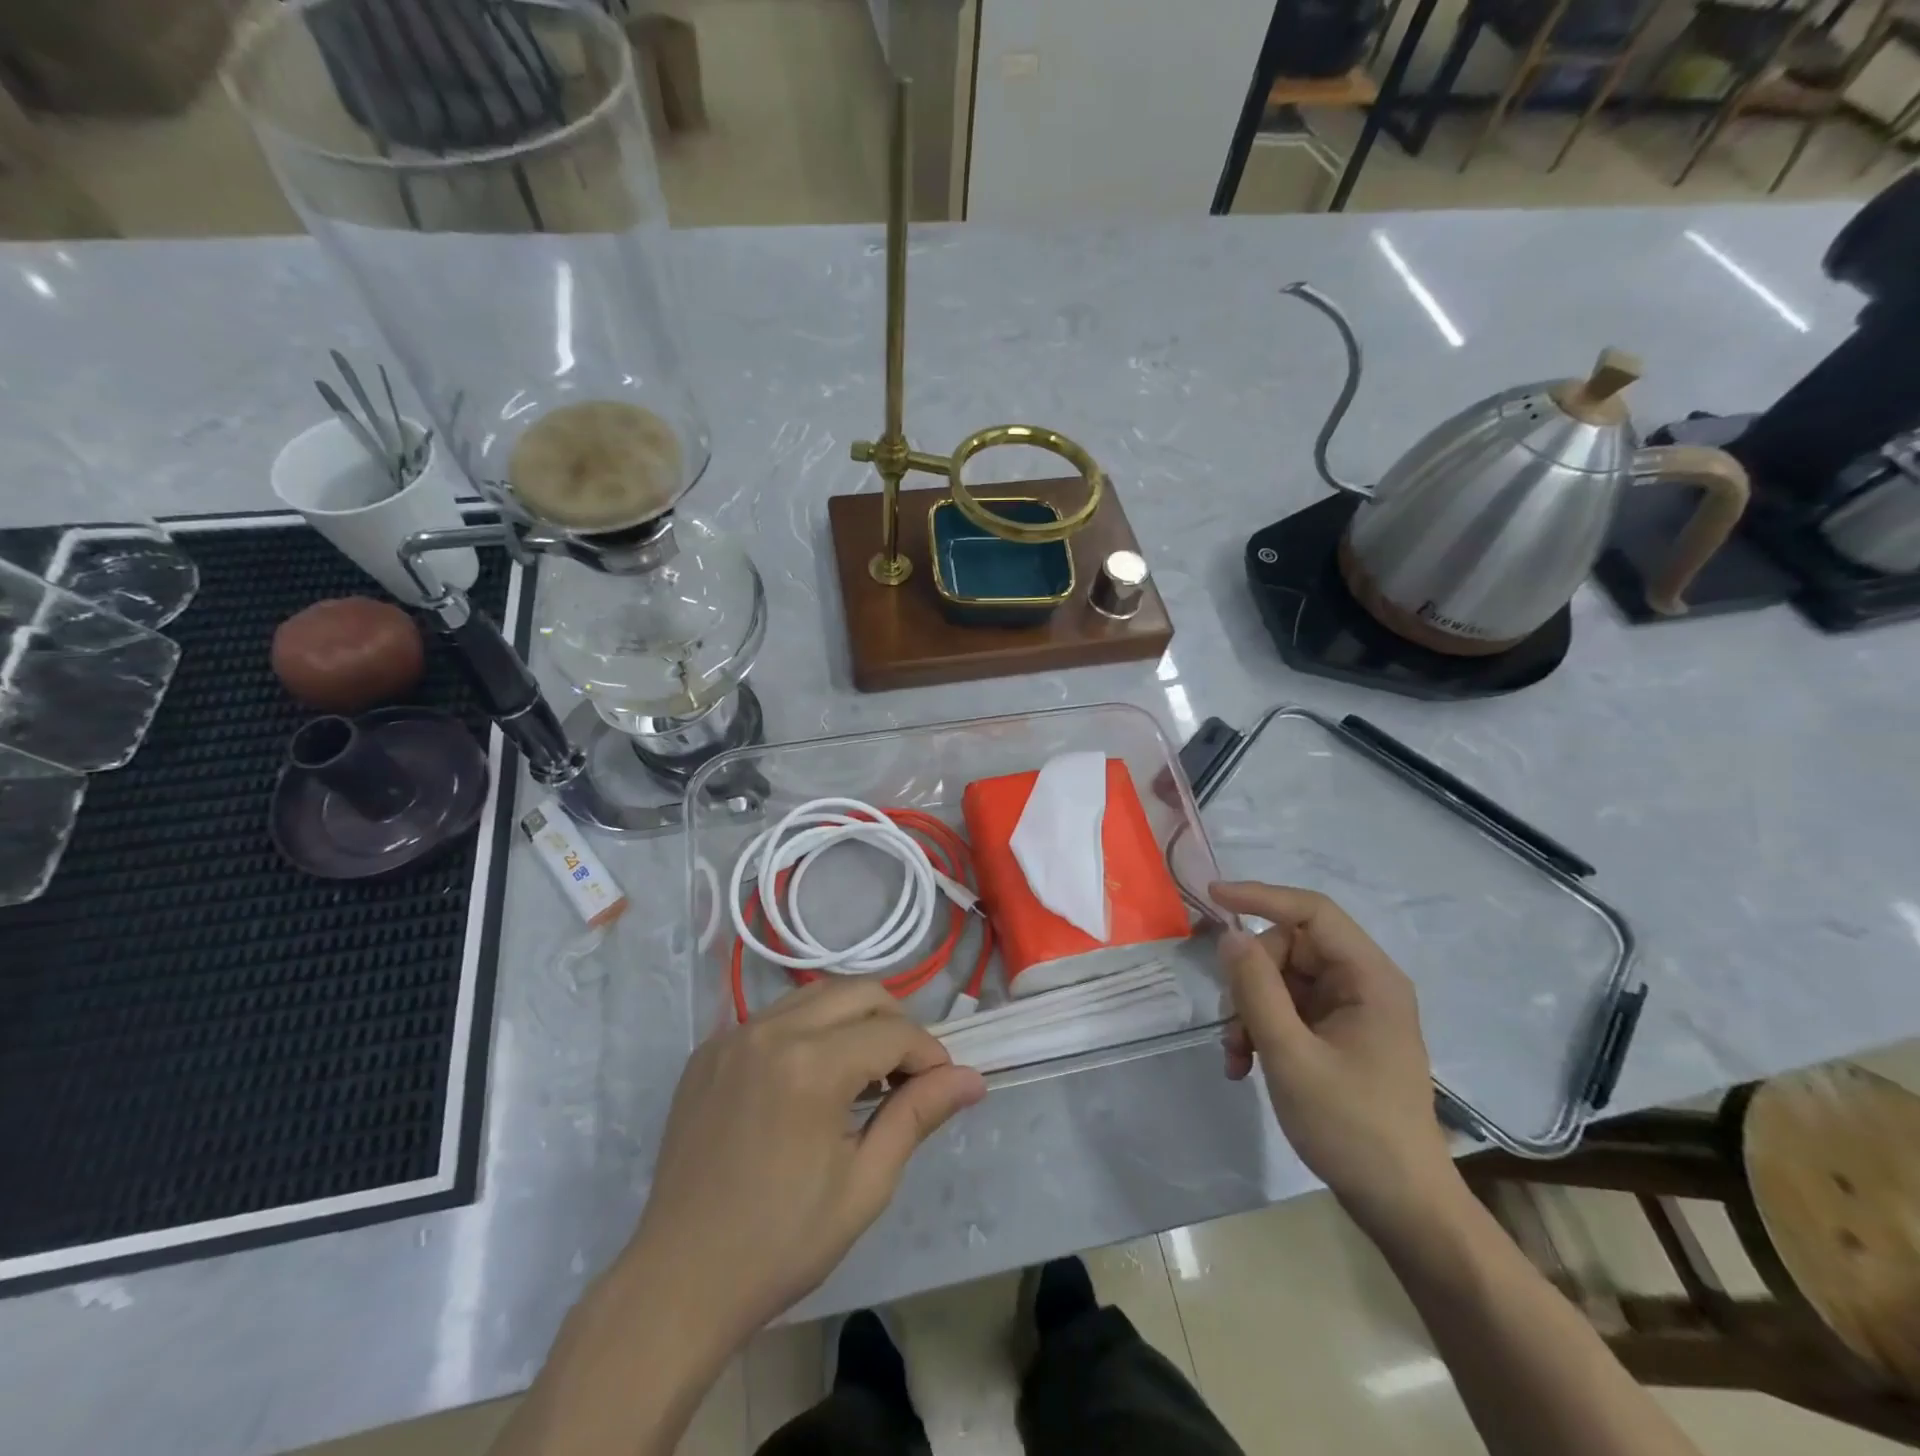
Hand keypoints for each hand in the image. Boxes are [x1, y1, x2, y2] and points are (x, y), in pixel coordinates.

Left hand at [623, 979, 985, 1351]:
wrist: (679, 1281)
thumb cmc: (782, 1243)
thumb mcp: (865, 1184)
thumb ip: (918, 1115)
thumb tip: (972, 1078)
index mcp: (811, 1067)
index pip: (893, 1032)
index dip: (929, 1054)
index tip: (941, 1086)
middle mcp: (771, 1032)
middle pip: (859, 992)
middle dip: (896, 1023)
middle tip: (907, 1074)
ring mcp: (733, 1035)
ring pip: (816, 994)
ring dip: (853, 1019)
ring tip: (863, 1072)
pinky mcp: (709, 1049)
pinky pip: (775, 1016)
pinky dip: (808, 1029)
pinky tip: (810, 1076)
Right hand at [1210, 881, 1456, 1236]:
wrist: (1402, 1208)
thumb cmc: (1352, 1127)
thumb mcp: (1291, 1055)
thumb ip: (1257, 990)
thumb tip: (1231, 936)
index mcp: (1369, 978)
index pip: (1311, 912)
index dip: (1261, 897)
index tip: (1212, 898)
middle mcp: (1362, 984)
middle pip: (1289, 948)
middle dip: (1250, 979)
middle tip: (1232, 1023)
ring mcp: (1350, 1011)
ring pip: (1281, 980)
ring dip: (1250, 1012)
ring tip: (1238, 1056)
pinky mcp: (1337, 1036)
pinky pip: (1287, 1010)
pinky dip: (1261, 1030)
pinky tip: (1246, 1066)